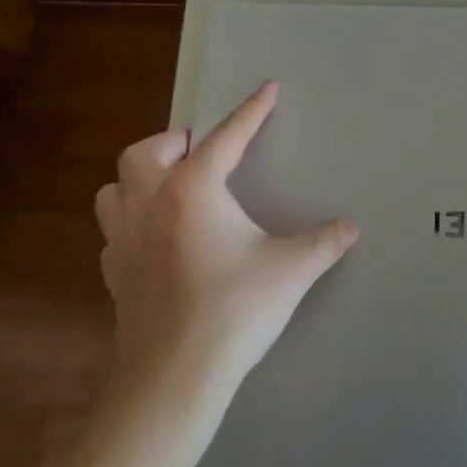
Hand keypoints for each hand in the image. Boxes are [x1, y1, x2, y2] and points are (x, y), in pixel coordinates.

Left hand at [94, 80, 357, 388]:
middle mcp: (151, 204)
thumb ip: (325, 242)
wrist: (173, 379)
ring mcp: (124, 241)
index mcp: (193, 190)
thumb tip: (352, 226)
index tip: (268, 87)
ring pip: (114, 189)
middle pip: (145, 152)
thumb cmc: (234, 310)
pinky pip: (115, 232)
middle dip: (175, 142)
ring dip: (140, 179)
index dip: (252, 110)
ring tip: (171, 188)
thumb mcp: (292, 269)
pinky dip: (132, 223)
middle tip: (203, 154)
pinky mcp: (115, 276)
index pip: (227, 137)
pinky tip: (156, 240)